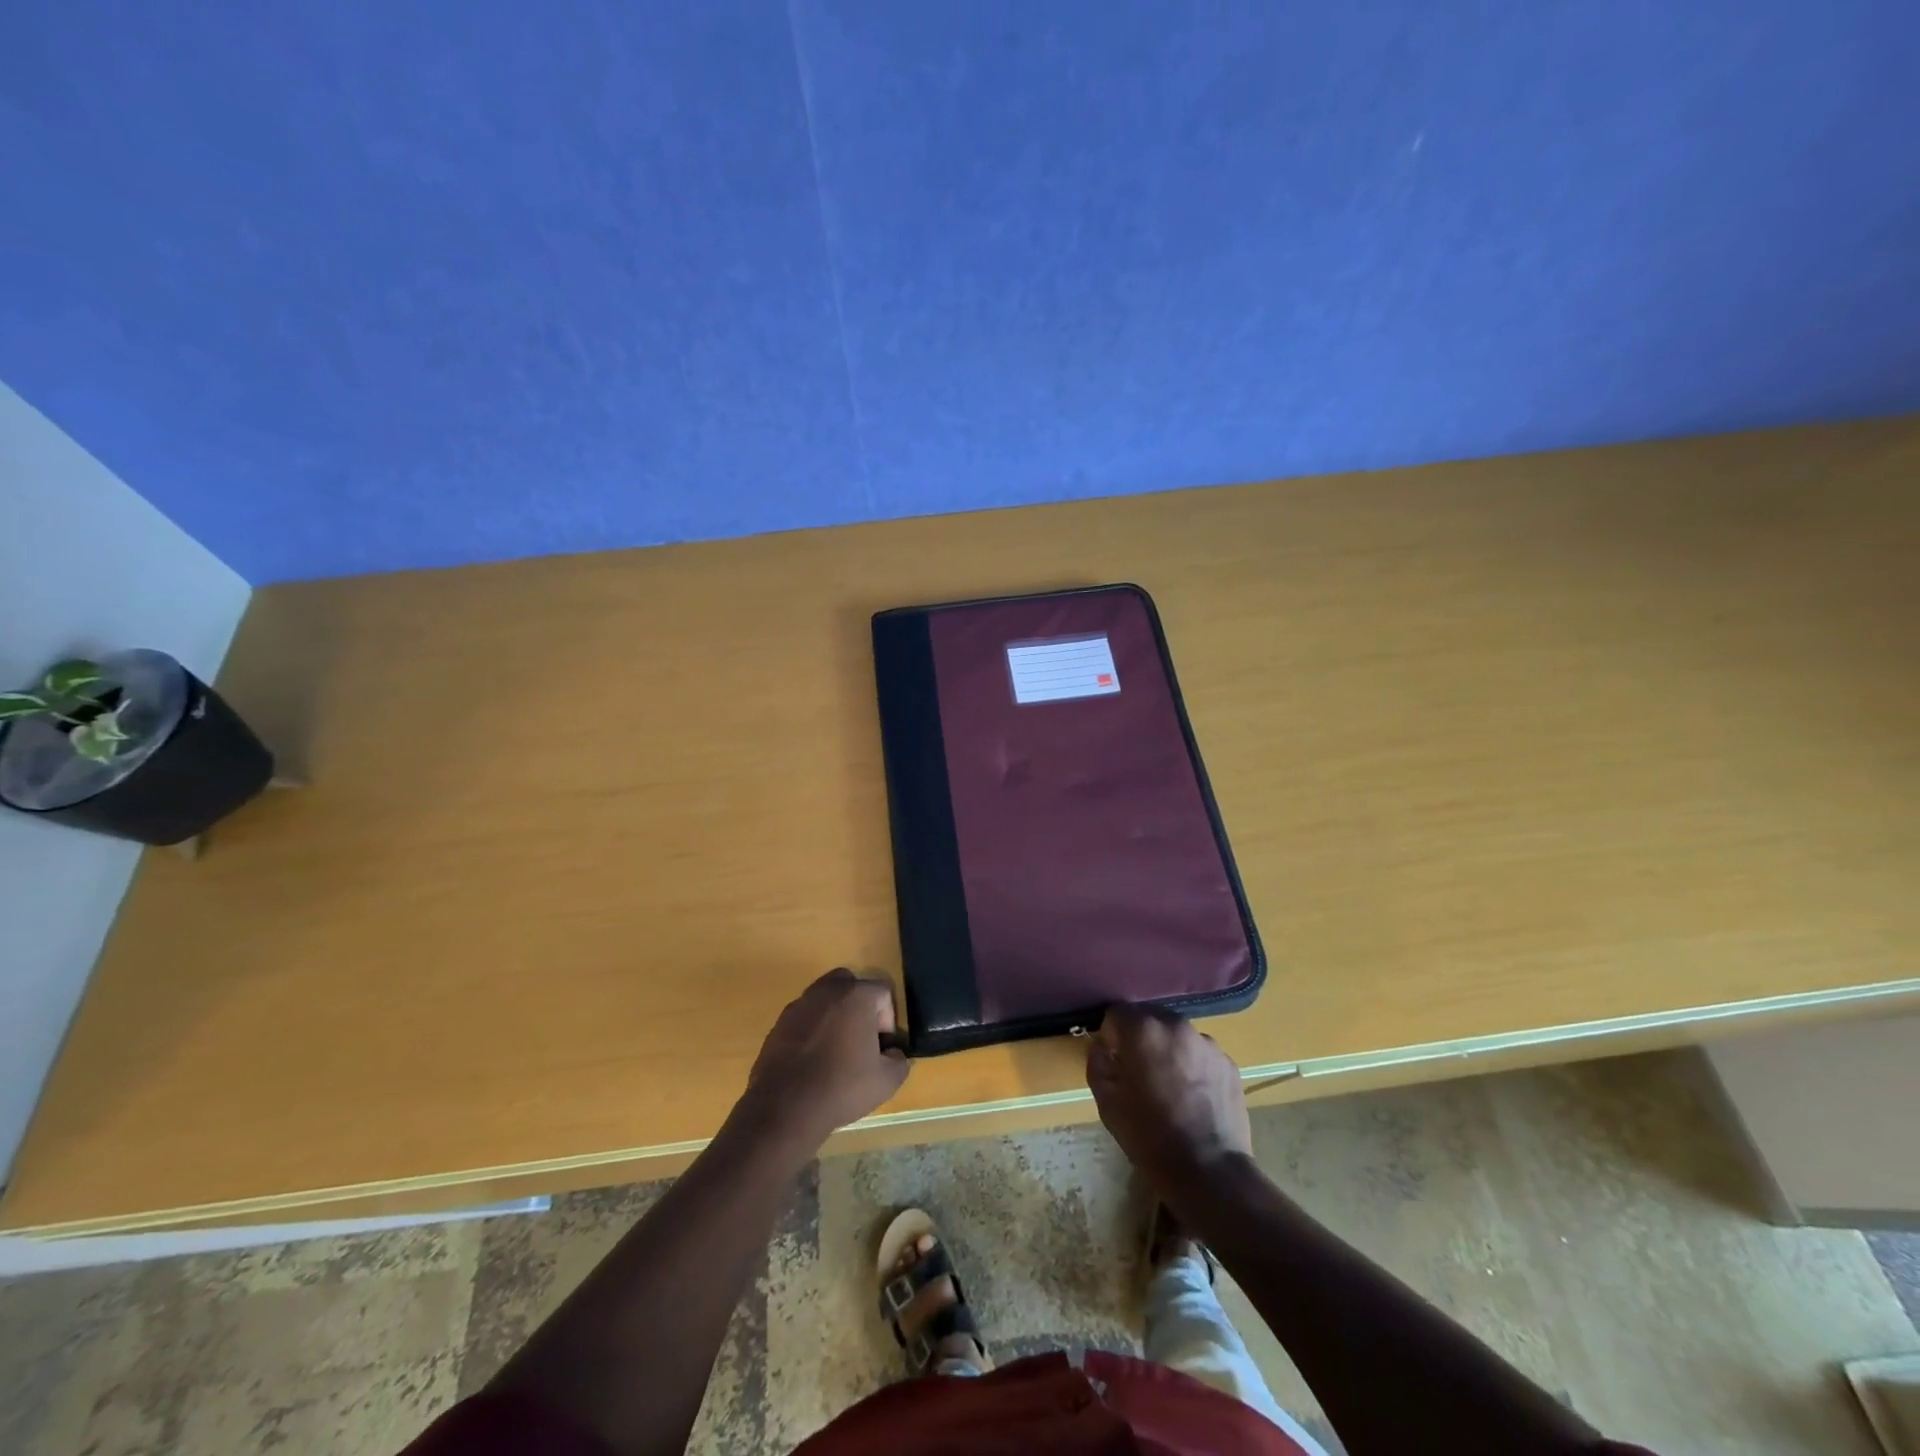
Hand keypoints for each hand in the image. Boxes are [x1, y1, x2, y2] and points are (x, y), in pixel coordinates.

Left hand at [742, 969, 909, 1148]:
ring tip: (835, 1051)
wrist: (784, 1107)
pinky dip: (812, 1030)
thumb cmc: (841, 1087)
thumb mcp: (886, 1081)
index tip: (881, 1047)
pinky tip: (812, 1060)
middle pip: (851, 985)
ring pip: (824, 999)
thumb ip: (899, 1060)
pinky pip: (804, 1018)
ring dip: (834, 1016)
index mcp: (856, 995)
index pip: (883, 992)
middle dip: (860, 1007)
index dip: (888, 1019)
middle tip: (861, 1038)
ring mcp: (799, 1005)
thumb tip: (892, 1053)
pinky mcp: (779, 1023)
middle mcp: (827, 990)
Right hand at [1086, 1003, 1251, 1192]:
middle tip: (1140, 1073)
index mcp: (1143, 1030)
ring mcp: (1207, 1043)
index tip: (1114, 1060)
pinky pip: (1201, 1054)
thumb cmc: (1150, 1137)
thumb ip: (1098, 1063)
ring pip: (1177, 1036)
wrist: (1209, 1172)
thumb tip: (1102, 1047)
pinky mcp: (1229, 1063)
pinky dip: (1193, 1066)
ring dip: (1168, 1050)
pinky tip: (1193, 1097)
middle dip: (1141, 1038)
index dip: (1111, 1035)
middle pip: (1150, 1018)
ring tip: (1170, 1087)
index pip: (1118, 1013)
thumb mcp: (1107, 1103)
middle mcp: (1176, 1026)